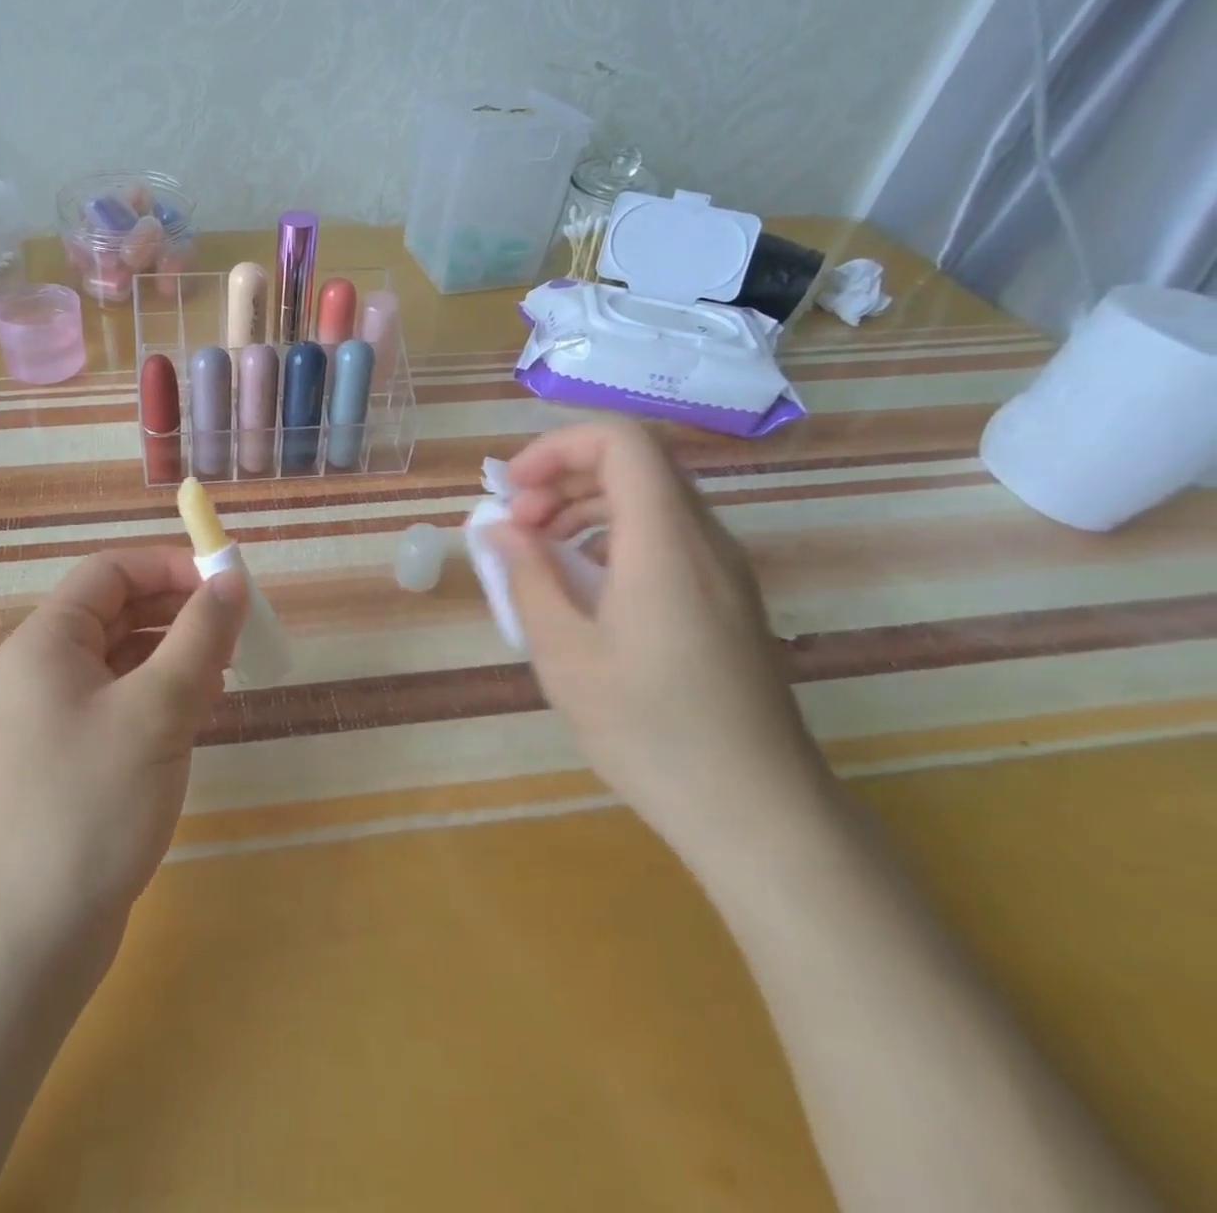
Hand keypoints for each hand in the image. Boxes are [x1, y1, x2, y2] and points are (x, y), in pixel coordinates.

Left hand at [0, 547, 247, 949]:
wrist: (28, 935)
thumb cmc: (90, 803)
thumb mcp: (157, 709)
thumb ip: (200, 636)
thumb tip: (232, 579)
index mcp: (47, 641)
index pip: (111, 571)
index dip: (171, 566)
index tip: (227, 584)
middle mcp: (44, 668)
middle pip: (118, 610)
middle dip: (180, 610)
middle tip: (238, 630)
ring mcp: (56, 715)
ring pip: (124, 656)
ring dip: (176, 652)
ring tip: (227, 670)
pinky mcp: (73, 755)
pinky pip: (123, 699)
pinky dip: (162, 692)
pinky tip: (199, 710)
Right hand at [484, 420, 836, 861]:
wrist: (756, 810)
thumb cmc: (649, 729)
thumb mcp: (564, 653)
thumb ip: (526, 577)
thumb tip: (496, 527)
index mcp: (665, 542)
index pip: (621, 441)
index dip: (556, 446)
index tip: (513, 491)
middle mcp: (705, 540)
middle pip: (635, 464)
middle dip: (563, 477)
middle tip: (517, 527)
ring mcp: (724, 570)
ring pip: (651, 499)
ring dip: (585, 507)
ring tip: (540, 555)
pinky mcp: (727, 599)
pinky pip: (666, 537)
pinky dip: (613, 537)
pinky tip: (584, 590)